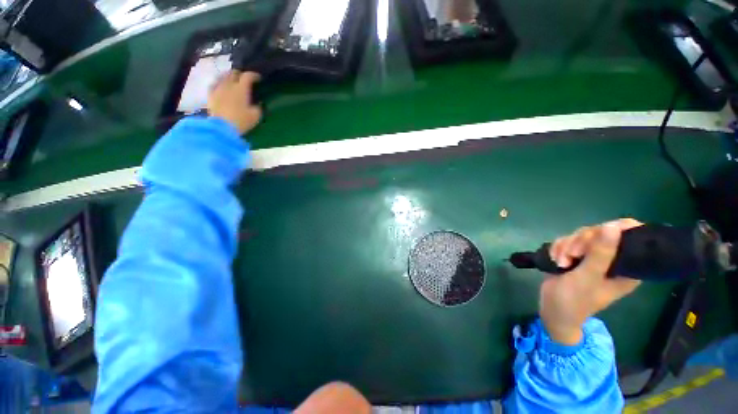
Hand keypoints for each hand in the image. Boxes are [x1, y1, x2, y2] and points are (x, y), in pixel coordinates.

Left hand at [207, 70, 261, 134]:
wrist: (221, 127)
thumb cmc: (241, 121)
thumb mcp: (255, 116)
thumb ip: (258, 108)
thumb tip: (258, 103)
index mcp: (241, 89)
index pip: (248, 76)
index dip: (254, 75)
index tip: (258, 78)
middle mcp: (228, 84)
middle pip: (234, 73)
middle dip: (240, 74)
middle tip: (245, 80)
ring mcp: (218, 88)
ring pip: (223, 77)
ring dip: (229, 78)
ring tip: (233, 82)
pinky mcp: (210, 95)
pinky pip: (215, 84)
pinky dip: (220, 84)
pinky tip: (222, 87)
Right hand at [540, 219, 642, 344]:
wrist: (552, 309)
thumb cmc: (575, 300)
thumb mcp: (588, 277)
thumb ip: (601, 254)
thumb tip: (613, 226)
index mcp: (626, 266)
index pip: (632, 236)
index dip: (616, 229)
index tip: (596, 236)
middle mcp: (612, 259)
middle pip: (601, 232)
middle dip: (581, 241)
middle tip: (572, 255)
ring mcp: (592, 257)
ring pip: (581, 235)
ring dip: (566, 246)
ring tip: (561, 262)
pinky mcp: (575, 256)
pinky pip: (567, 241)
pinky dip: (558, 248)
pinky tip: (554, 259)